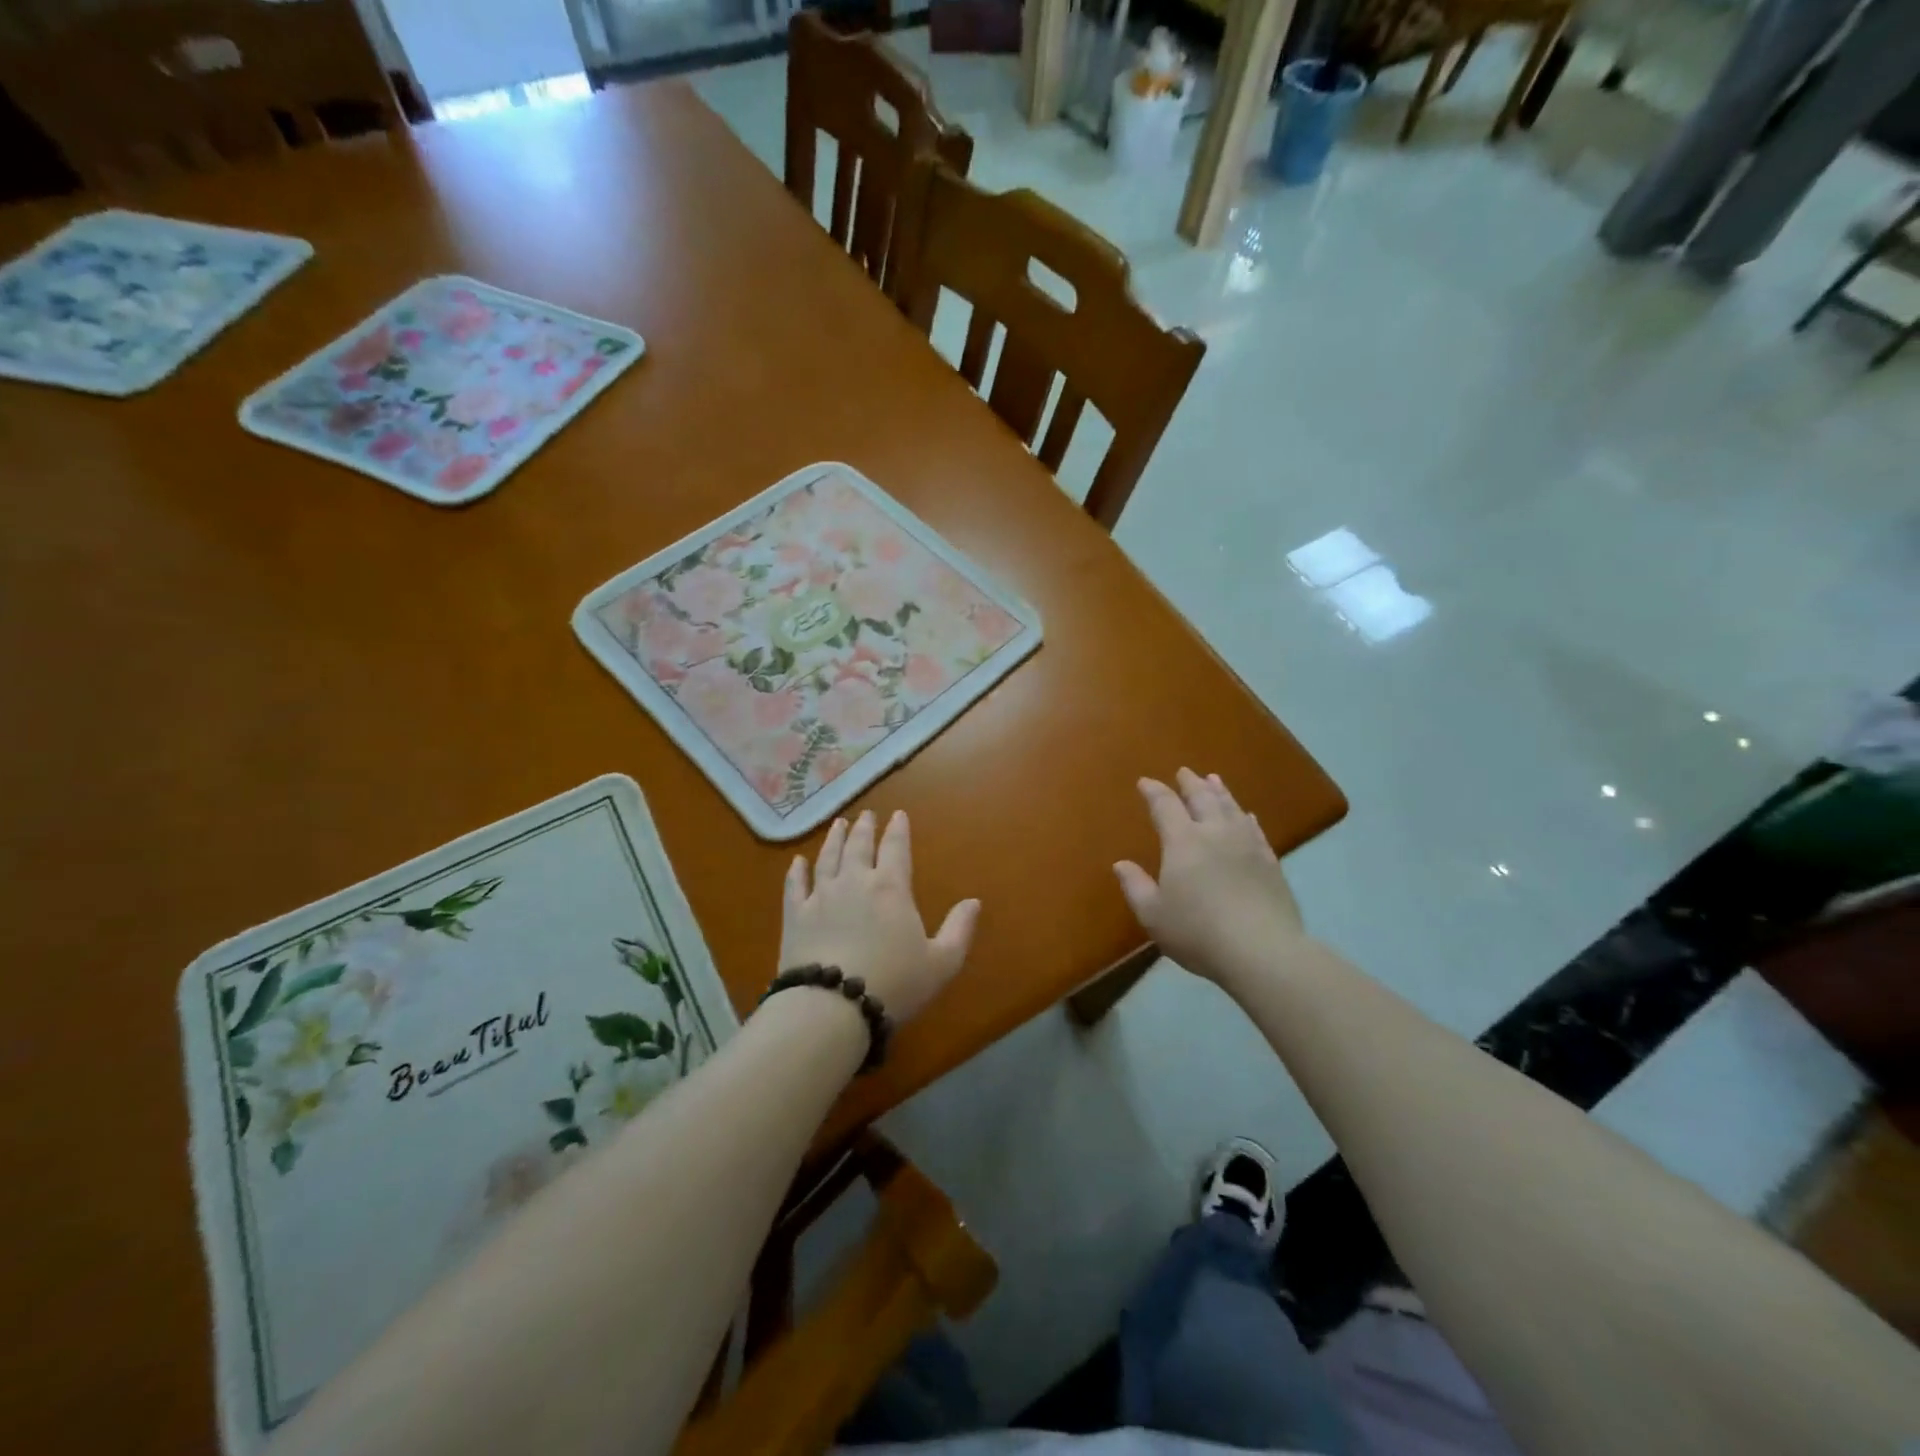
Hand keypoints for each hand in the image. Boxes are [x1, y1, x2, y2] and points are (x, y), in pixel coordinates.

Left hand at [779, 809, 979, 1024]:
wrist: (833, 1006)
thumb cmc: (894, 984)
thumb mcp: (941, 962)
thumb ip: (959, 929)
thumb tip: (974, 901)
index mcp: (891, 888)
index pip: (896, 848)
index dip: (898, 830)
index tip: (898, 815)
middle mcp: (855, 882)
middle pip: (859, 846)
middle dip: (864, 828)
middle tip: (865, 815)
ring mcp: (821, 896)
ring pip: (827, 858)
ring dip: (834, 839)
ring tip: (838, 824)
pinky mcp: (795, 916)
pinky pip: (795, 885)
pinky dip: (797, 871)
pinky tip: (798, 861)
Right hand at [1114, 769, 1305, 985]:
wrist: (1261, 950)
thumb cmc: (1198, 932)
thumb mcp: (1153, 914)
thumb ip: (1135, 886)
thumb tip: (1121, 864)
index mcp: (1183, 841)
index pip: (1165, 806)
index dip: (1154, 791)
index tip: (1145, 782)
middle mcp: (1215, 833)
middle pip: (1202, 798)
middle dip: (1190, 783)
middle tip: (1184, 772)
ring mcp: (1247, 845)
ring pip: (1231, 808)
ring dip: (1219, 792)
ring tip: (1213, 780)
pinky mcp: (1270, 862)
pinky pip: (1255, 830)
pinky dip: (1245, 817)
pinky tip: (1246, 816)